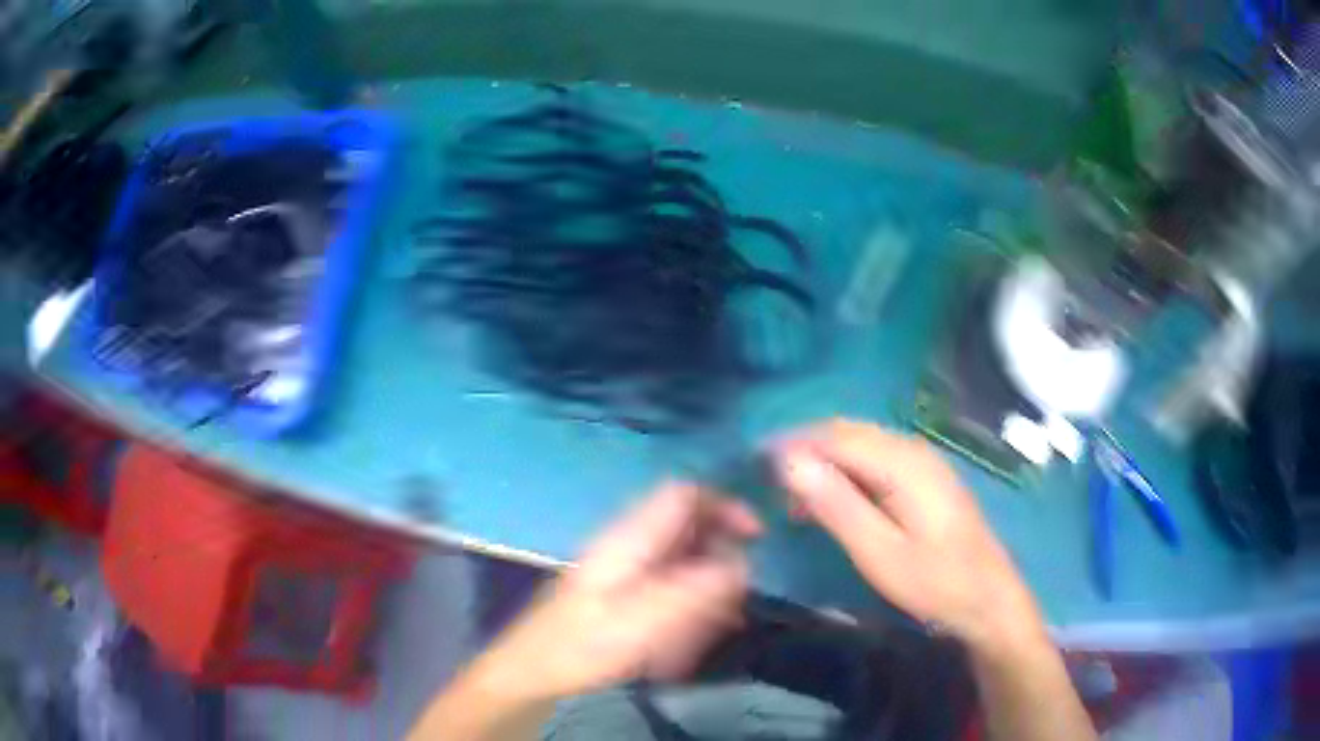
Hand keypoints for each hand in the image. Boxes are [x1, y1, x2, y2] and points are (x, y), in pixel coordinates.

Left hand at [475, 482, 761, 701]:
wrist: (533, 668)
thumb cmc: (584, 644)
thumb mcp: (643, 620)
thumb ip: (695, 590)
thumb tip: (740, 564)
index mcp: (631, 538)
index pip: (684, 494)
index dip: (724, 505)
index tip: (755, 537)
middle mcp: (629, 543)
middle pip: (689, 528)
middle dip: (720, 560)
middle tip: (734, 602)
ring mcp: (624, 566)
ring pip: (682, 560)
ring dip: (706, 589)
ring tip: (714, 628)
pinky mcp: (622, 590)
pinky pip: (669, 585)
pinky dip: (688, 605)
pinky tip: (689, 639)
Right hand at [770, 420, 1042, 649]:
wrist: (987, 598)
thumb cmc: (933, 582)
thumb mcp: (879, 552)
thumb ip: (837, 505)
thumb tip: (790, 462)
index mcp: (902, 462)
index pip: (834, 436)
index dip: (793, 446)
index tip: (757, 468)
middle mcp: (912, 449)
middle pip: (847, 432)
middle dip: (806, 451)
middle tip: (773, 487)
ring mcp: (922, 460)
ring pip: (860, 443)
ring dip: (825, 461)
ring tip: (796, 498)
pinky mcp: (925, 477)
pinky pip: (875, 458)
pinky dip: (846, 471)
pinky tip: (835, 498)